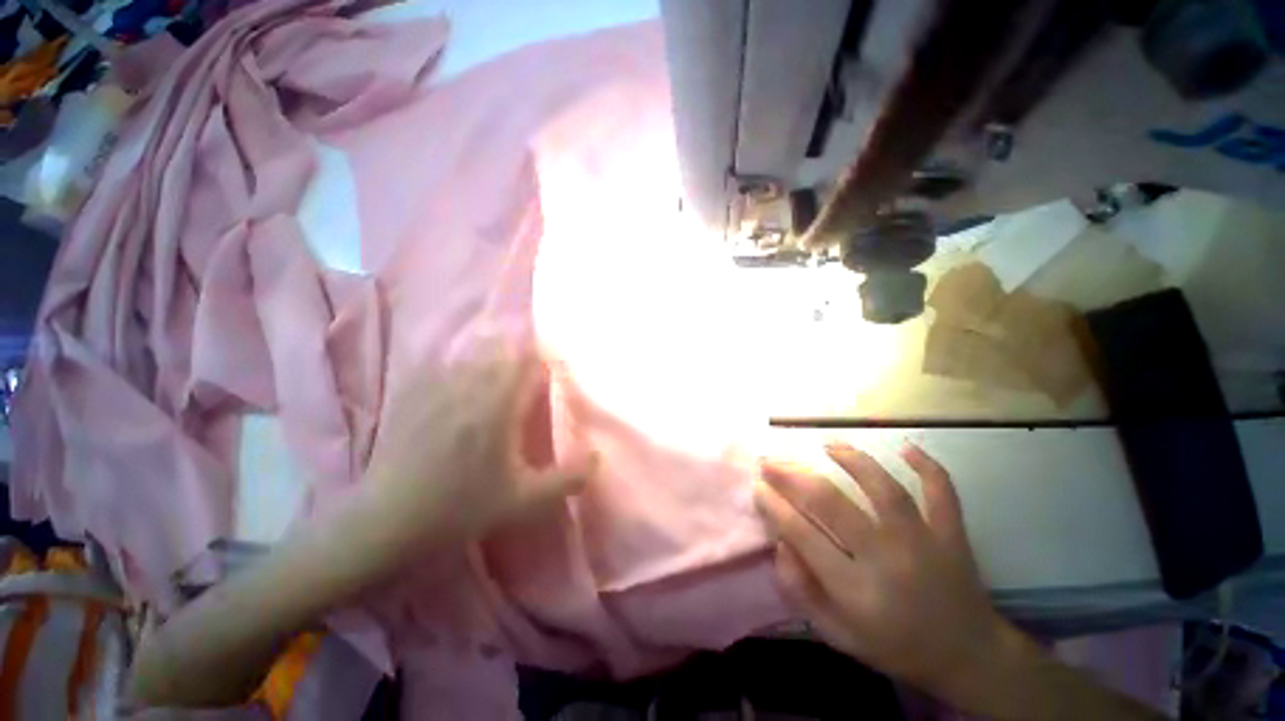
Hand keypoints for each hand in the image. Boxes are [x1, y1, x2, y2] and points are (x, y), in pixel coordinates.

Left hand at [364, 338, 596, 546]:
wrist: (388, 519)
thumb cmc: (461, 508)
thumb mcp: (524, 502)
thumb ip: (568, 479)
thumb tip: (597, 456)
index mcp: (498, 410)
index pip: (530, 366)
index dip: (547, 363)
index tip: (556, 372)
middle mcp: (469, 388)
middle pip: (505, 352)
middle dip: (525, 356)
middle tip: (533, 373)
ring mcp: (438, 385)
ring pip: (477, 353)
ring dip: (497, 355)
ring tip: (505, 369)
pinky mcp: (414, 390)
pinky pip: (447, 360)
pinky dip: (466, 361)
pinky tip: (472, 379)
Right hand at [754, 442, 1004, 695]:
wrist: (968, 657)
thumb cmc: (894, 646)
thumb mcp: (837, 635)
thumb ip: (801, 591)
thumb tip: (780, 543)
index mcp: (856, 591)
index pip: (803, 534)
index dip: (774, 506)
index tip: (758, 486)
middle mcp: (887, 559)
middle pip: (832, 503)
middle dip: (793, 476)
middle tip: (771, 461)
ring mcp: (924, 542)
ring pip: (884, 488)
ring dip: (852, 460)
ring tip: (828, 444)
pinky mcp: (952, 533)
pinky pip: (942, 492)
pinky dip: (928, 467)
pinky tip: (907, 447)